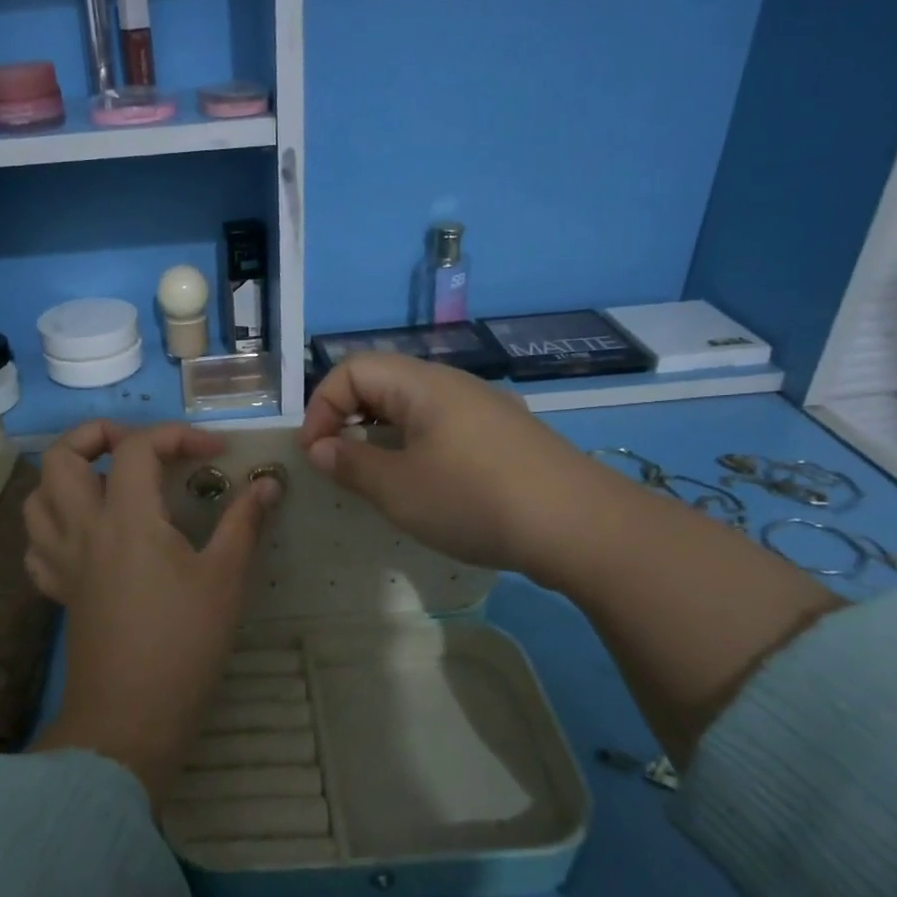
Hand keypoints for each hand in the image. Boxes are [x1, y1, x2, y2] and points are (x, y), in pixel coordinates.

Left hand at [23, 421, 279, 809]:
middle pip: (61, 457)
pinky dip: (54, 526)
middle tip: (136, 447)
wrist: (130, 718)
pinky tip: (84, 535)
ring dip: (66, 476)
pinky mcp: (58, 591)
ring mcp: (63, 561)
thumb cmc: (183, 644)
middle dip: (95, 435)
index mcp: (126, 518)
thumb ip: (242, 523)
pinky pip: (37, 545)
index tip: (214, 453)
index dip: (177, 435)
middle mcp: (83, 529)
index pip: (137, 447)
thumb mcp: (225, 579)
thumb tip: (265, 485)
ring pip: (36, 497)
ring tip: (105, 482)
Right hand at [297, 353, 632, 591]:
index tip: (315, 454)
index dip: (321, 406)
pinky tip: (425, 485)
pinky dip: (415, 446)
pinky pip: (443, 427)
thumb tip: (320, 448)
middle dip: (348, 418)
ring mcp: (485, 409)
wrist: (581, 527)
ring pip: (414, 407)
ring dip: (382, 435)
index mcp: (423, 385)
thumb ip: (351, 464)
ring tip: (376, 477)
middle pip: (383, 382)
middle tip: (339, 463)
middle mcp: (453, 385)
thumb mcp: (398, 489)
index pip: (352, 369)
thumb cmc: (475, 500)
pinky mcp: (505, 436)